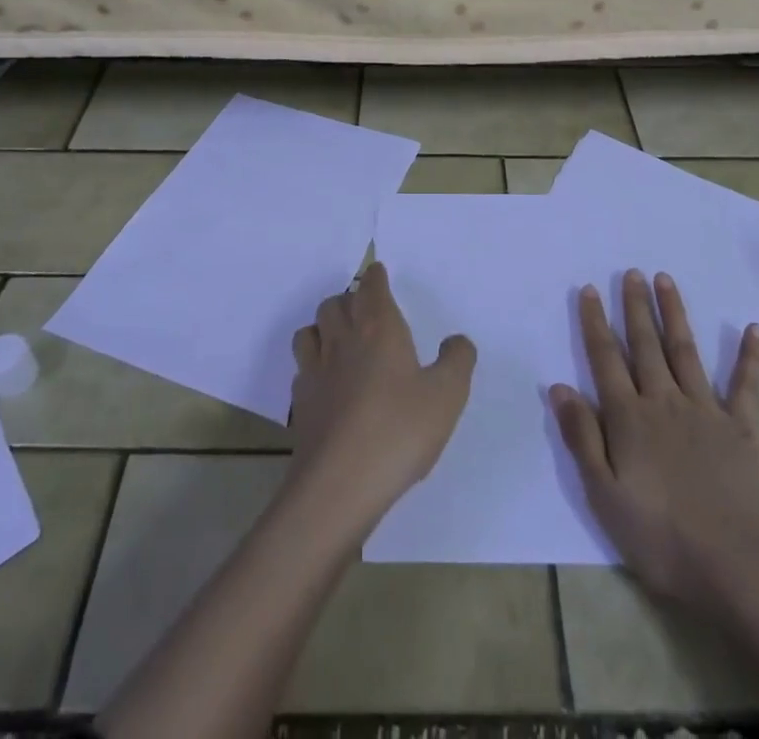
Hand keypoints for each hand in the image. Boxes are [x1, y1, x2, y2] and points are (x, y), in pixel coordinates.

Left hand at [286, 262, 475, 541]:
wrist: (339, 485)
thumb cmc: (399, 431)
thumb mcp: (447, 396)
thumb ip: (457, 361)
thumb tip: (456, 340)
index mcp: (378, 327)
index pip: (371, 287)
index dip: (375, 278)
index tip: (379, 274)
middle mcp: (343, 339)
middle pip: (335, 303)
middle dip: (349, 299)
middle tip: (365, 310)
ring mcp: (316, 370)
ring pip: (310, 330)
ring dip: (324, 327)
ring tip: (340, 339)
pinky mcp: (301, 402)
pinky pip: (302, 368)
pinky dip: (313, 364)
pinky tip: (326, 382)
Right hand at [550, 269, 758, 612]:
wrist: (741, 567)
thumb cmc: (663, 538)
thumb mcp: (605, 496)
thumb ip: (582, 438)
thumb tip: (559, 386)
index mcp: (629, 418)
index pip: (605, 360)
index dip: (595, 323)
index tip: (590, 289)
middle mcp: (664, 402)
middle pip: (645, 346)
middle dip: (635, 307)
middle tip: (630, 272)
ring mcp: (707, 411)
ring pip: (685, 352)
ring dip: (674, 315)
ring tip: (665, 280)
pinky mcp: (744, 429)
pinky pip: (747, 385)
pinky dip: (751, 357)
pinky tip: (753, 329)